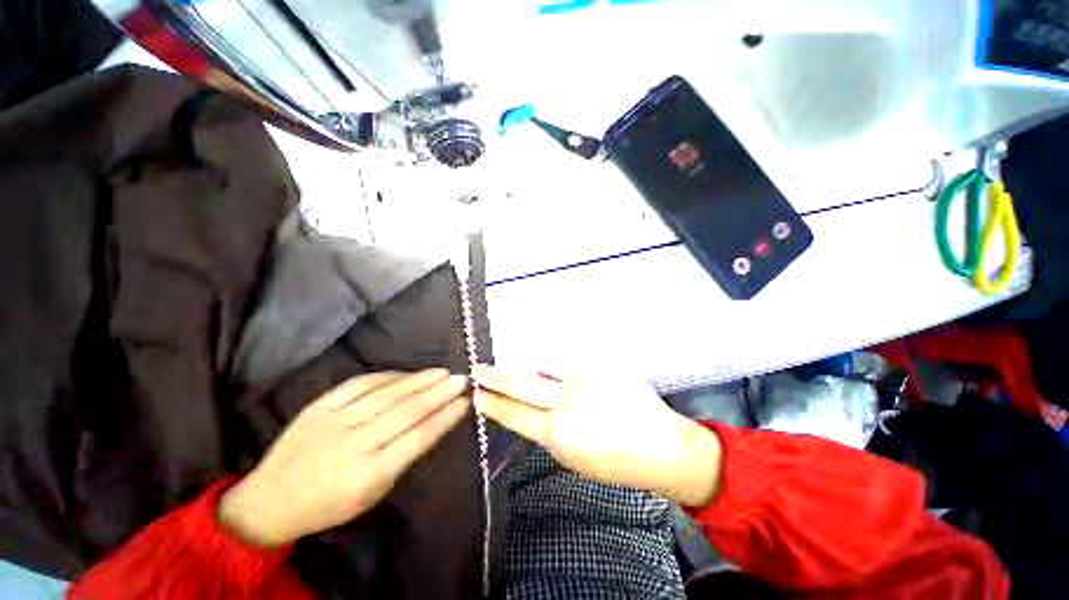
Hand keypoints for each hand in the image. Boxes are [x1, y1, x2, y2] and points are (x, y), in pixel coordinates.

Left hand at [219, 369, 469, 546]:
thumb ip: (403, 457)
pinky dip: (388, 376)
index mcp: (366, 475)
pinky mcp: (318, 406)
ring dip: (419, 380)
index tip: (465, 402)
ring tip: (442, 372)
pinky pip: (360, 383)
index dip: (445, 417)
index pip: (417, 438)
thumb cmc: (330, 504)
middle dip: (438, 392)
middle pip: (405, 411)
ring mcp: (332, 421)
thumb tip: (433, 421)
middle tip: (461, 379)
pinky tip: (407, 373)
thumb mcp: (373, 493)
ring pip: (386, 393)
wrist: (270, 500)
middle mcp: (351, 445)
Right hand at [474, 366, 721, 506]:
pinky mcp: (602, 365)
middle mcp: (568, 400)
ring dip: (525, 365)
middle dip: (495, 377)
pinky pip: (571, 360)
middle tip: (478, 370)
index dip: (493, 404)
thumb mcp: (572, 457)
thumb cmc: (615, 461)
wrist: (661, 446)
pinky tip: (552, 362)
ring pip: (545, 364)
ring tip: (511, 365)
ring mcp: (586, 378)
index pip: (514, 414)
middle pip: (522, 383)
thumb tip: (530, 411)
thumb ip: (548, 432)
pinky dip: (557, 362)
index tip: (477, 395)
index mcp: (559, 432)